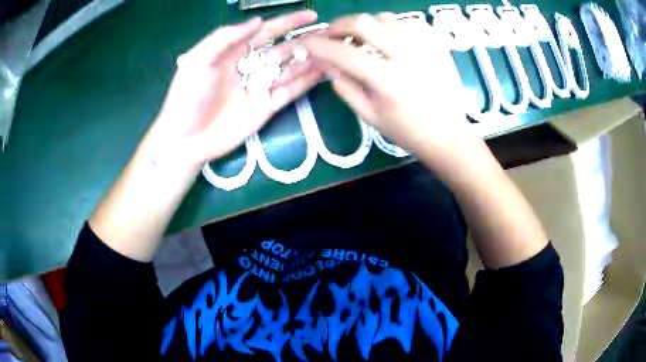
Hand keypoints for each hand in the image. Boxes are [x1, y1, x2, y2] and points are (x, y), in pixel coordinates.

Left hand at [150, 11, 322, 167]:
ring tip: (335, 49)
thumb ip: (225, 37)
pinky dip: (308, 82)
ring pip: (292, 68)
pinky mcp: (268, 107)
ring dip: (312, 58)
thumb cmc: (187, 97)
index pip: (266, 31)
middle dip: (306, 39)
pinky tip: (326, 72)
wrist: (186, 139)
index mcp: (234, 52)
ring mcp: (261, 87)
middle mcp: (251, 66)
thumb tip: (258, 21)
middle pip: (284, 48)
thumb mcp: (198, 60)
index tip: (311, 15)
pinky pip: (292, 91)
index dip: (288, 21)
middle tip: (331, 33)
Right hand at [303, 13, 475, 162]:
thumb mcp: (370, 116)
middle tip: (333, 35)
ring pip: (385, 18)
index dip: (320, 46)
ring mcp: (425, 46)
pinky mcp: (437, 44)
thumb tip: (328, 64)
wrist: (448, 134)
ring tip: (363, 39)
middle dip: (339, 25)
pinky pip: (408, 23)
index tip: (309, 43)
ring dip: (366, 25)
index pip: (343, 53)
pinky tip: (391, 42)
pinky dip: (392, 28)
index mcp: (387, 79)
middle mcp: (406, 55)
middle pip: (363, 22)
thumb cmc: (408, 131)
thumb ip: (346, 87)